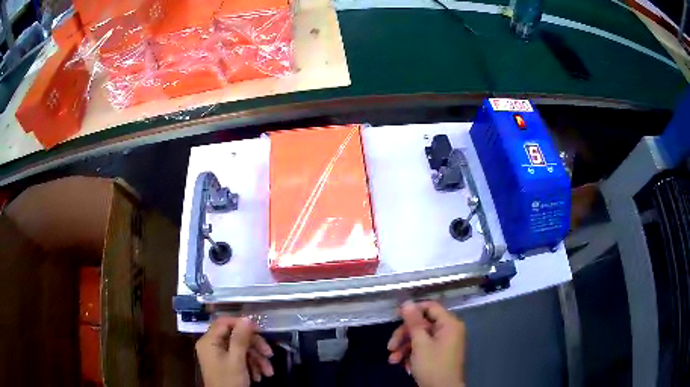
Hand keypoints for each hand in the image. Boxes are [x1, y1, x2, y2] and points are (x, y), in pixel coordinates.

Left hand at [196, 316, 274, 386]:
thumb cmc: (229, 380)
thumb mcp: (237, 360)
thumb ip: (240, 338)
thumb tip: (247, 318)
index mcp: (209, 341)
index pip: (224, 322)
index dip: (242, 323)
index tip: (260, 330)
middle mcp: (212, 345)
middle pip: (235, 337)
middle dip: (254, 346)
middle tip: (269, 354)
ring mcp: (218, 355)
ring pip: (240, 349)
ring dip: (256, 359)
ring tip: (268, 372)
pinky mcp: (224, 364)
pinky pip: (239, 359)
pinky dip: (251, 366)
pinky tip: (259, 376)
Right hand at [387, 301, 465, 386]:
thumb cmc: (433, 365)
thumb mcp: (420, 344)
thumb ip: (413, 322)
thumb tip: (407, 302)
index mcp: (449, 324)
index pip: (430, 307)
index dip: (413, 310)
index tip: (395, 316)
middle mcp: (448, 331)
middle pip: (422, 324)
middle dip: (404, 336)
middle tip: (390, 346)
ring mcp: (444, 343)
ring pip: (420, 338)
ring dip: (404, 348)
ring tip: (393, 360)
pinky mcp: (438, 355)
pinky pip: (423, 348)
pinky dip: (411, 355)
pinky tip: (404, 365)